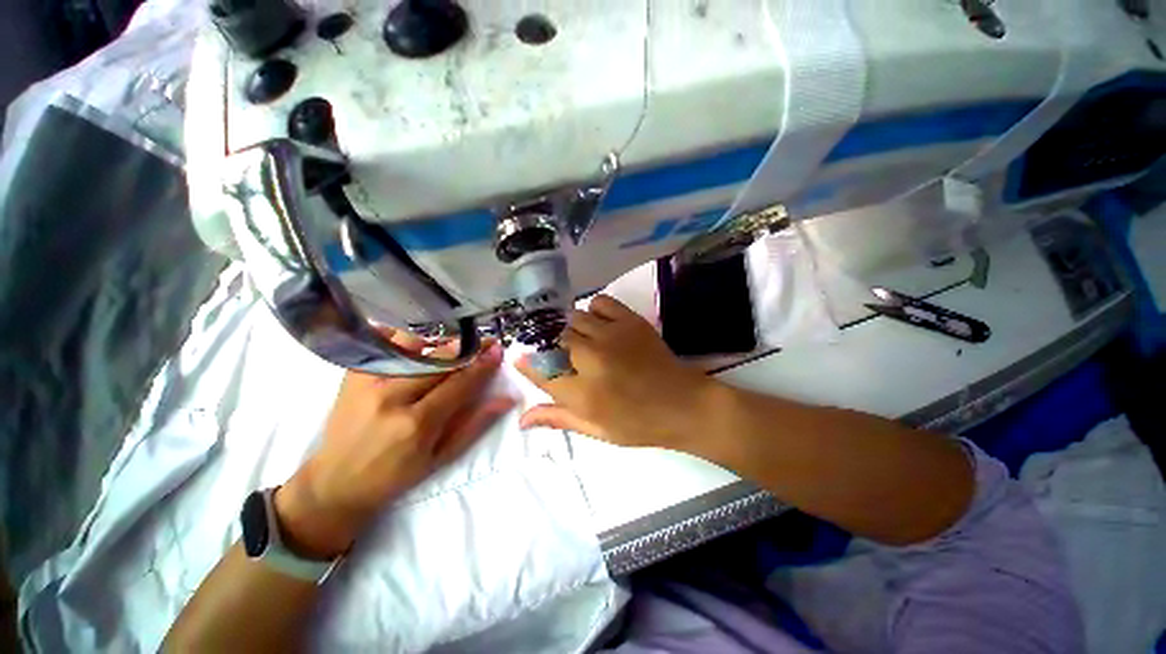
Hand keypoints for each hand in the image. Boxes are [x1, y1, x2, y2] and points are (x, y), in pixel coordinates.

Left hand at [276, 339, 513, 558]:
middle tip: (484, 341)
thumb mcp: (441, 457)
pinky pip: (382, 345)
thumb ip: (475, 424)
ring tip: (452, 347)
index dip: (482, 365)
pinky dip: (404, 339)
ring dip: (438, 344)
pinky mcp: (352, 376)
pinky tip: (418, 344)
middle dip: (467, 348)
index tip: (497, 350)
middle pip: (439, 361)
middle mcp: (392, 398)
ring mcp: (368, 384)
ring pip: (412, 347)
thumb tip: (506, 399)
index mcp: (417, 424)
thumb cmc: (395, 475)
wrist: (335, 483)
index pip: (459, 384)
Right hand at [516, 295, 714, 450]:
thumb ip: (558, 418)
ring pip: (573, 319)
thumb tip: (521, 419)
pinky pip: (599, 302)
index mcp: (583, 394)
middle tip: (563, 355)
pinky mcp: (630, 321)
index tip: (522, 359)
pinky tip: (599, 324)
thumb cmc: (640, 424)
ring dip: (571, 329)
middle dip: (553, 347)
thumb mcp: (597, 430)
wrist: (684, 404)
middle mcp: (592, 360)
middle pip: (555, 340)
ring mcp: (612, 336)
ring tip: (581, 340)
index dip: (527, 364)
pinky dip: (593, 310)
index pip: (540, 372)